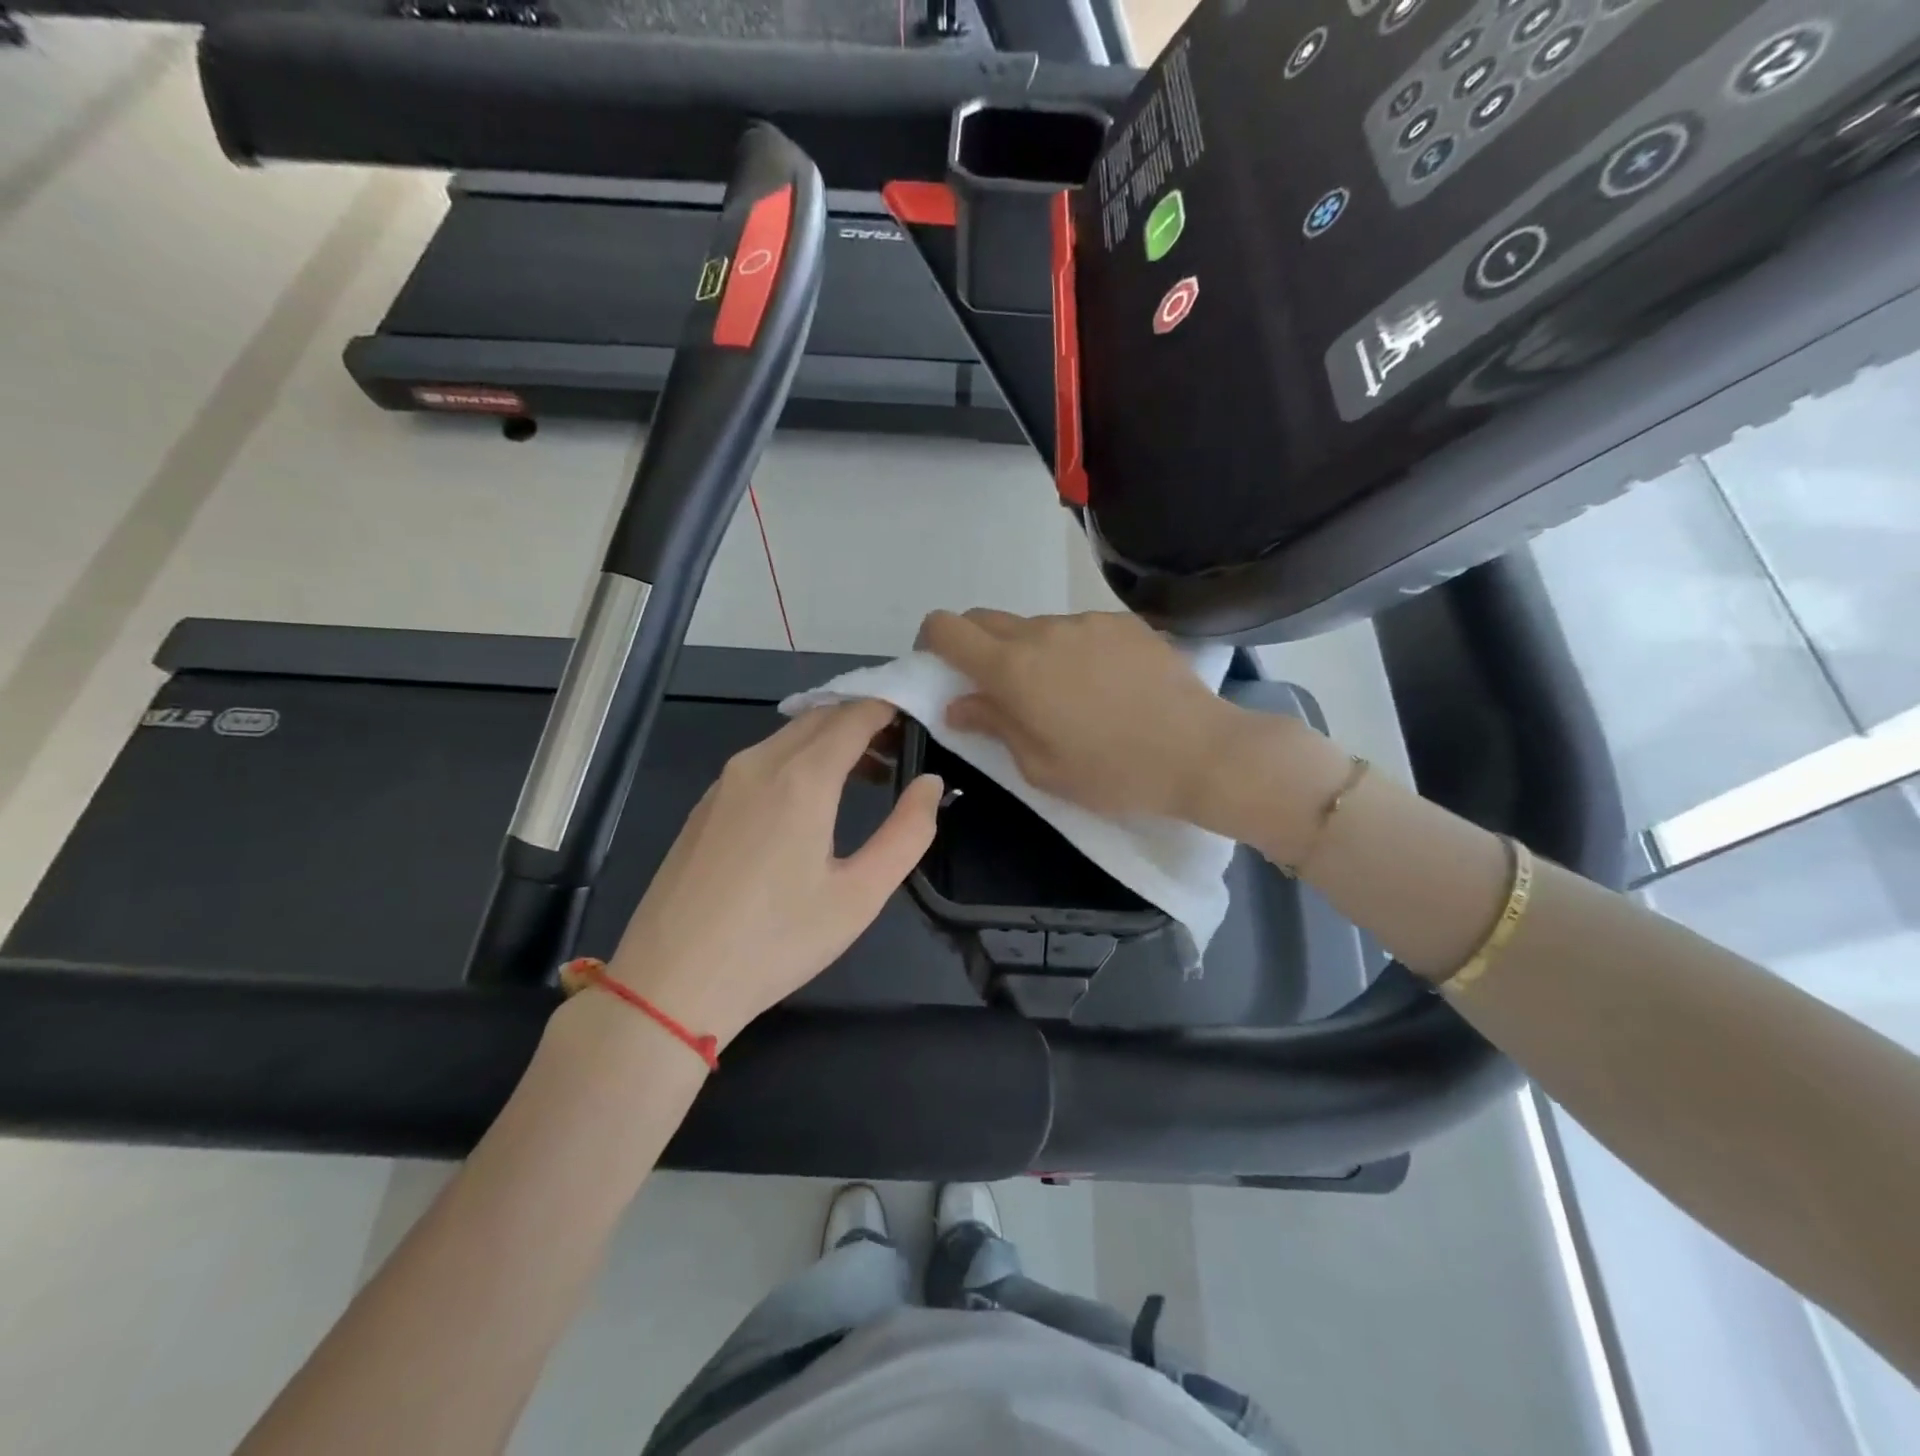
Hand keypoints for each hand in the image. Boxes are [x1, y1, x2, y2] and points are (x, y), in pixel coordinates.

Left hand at [605, 700, 941, 1048]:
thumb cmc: (776, 942)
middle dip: (865, 721)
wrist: (670, 983)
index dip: (890, 707)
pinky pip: (762, 759)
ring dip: (831, 741)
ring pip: (789, 736)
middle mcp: (759, 763)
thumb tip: (930, 783)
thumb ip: (907, 833)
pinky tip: (811, 800)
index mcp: (801, 779)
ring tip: (867, 776)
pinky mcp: (706, 804)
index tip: (920, 716)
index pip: (855, 716)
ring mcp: (725, 782)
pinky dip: (798, 758)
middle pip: (821, 718)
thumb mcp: (860, 896)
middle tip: (901, 750)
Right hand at [918, 609, 1245, 821]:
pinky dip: (1073, 650)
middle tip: (994, 688)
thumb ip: (993, 724)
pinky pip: (1079, 629)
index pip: (947, 628)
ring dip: (1030, 651)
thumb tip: (959, 703)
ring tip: (1064, 695)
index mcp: (1013, 668)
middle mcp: (1043, 630)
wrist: (1199, 751)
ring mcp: (1087, 621)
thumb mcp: (1039, 766)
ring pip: (1036, 626)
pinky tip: (1105, 685)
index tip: (938, 666)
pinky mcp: (1123, 623)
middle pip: (986, 619)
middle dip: (975, 646)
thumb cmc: (1111, 772)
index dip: (931, 642)